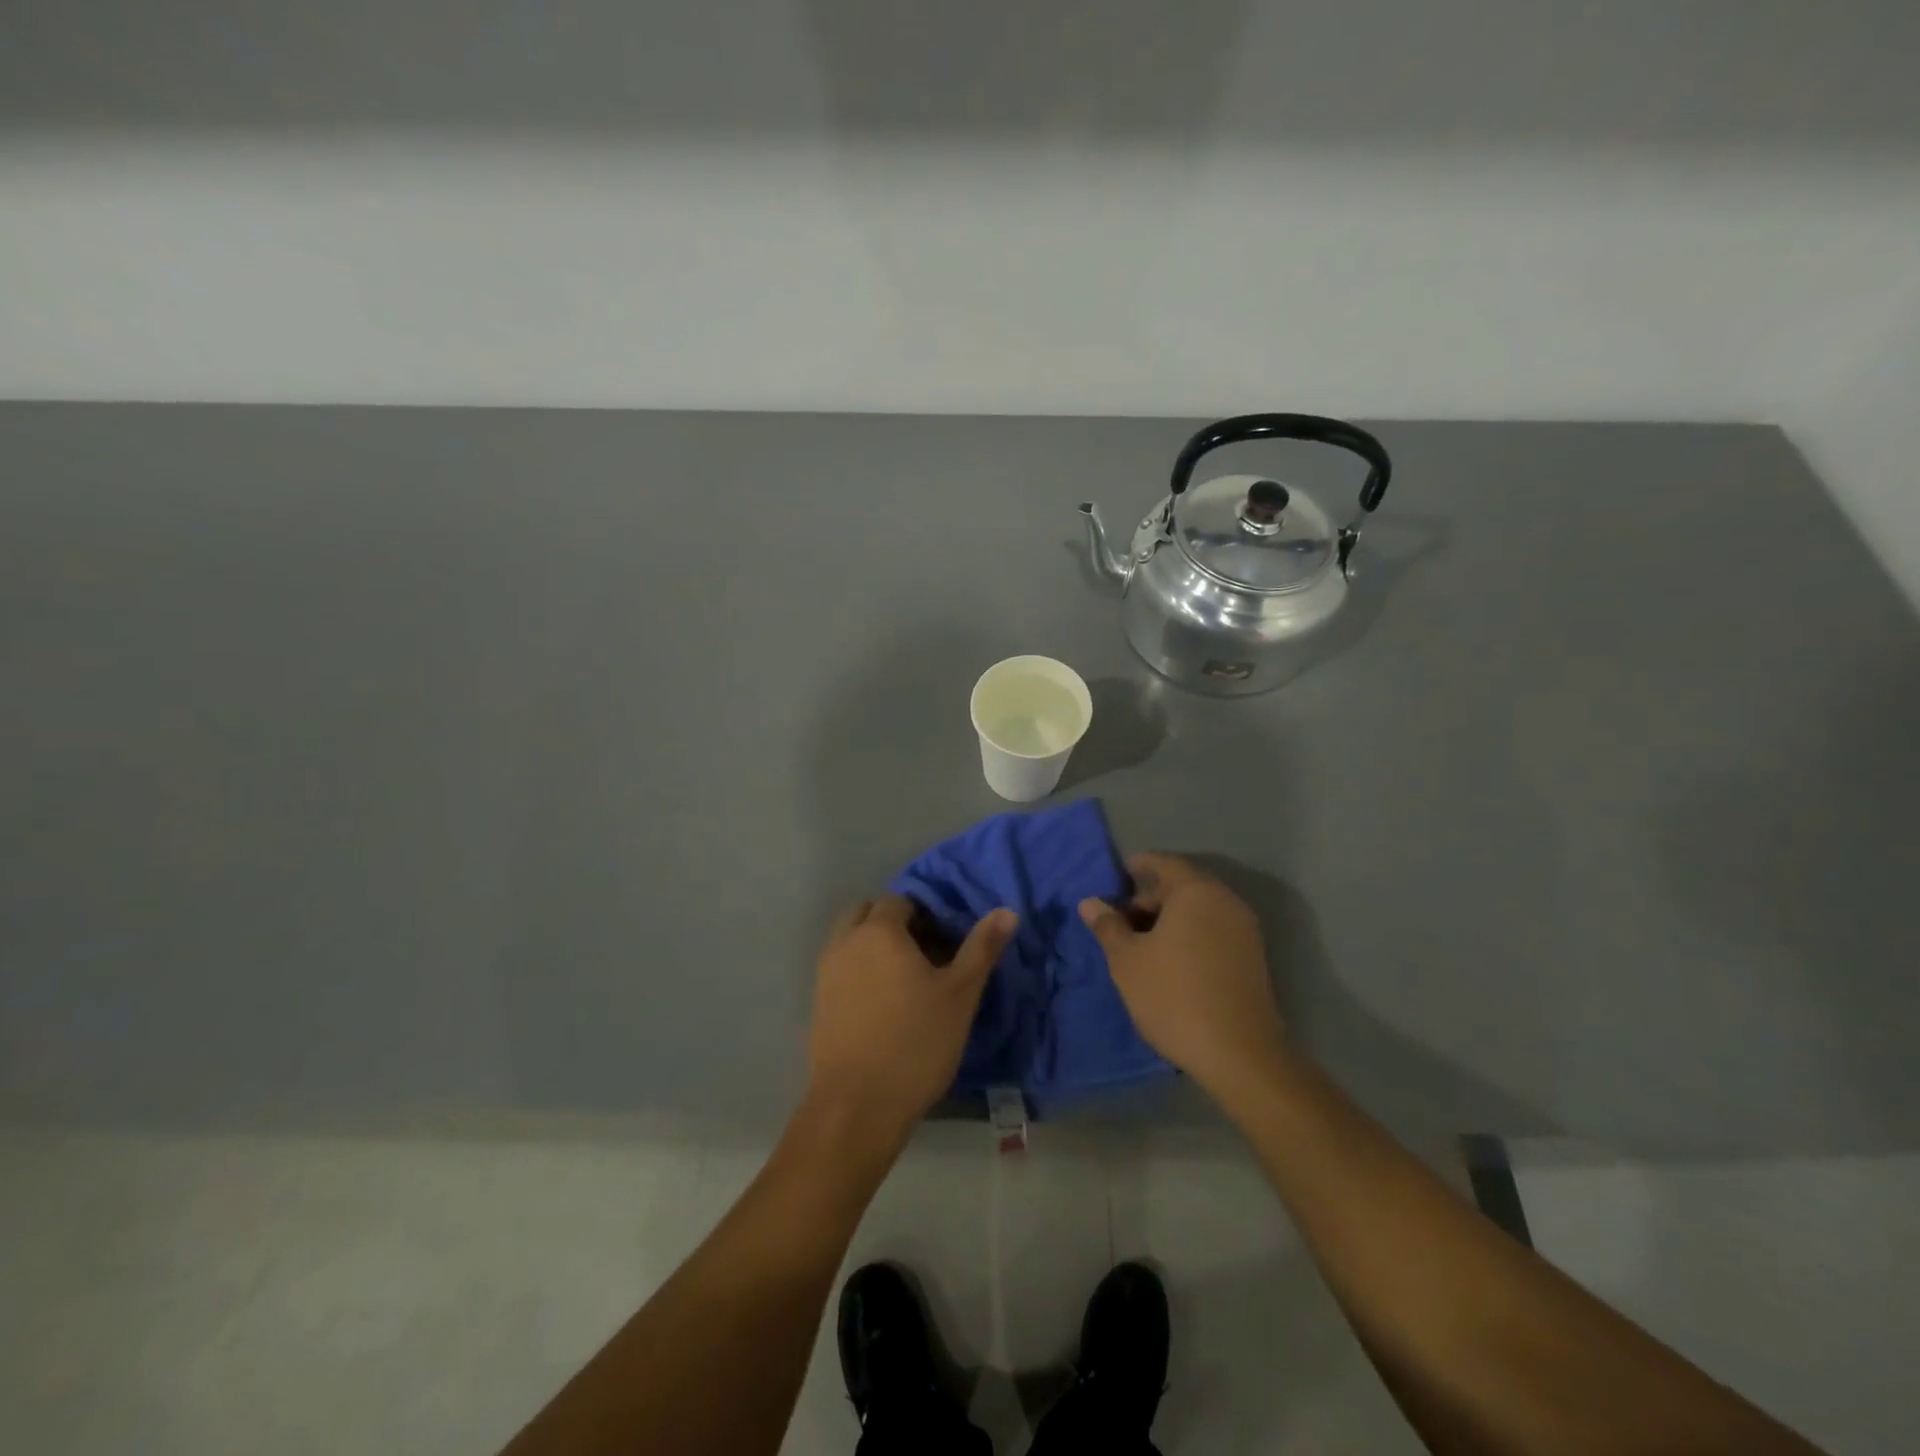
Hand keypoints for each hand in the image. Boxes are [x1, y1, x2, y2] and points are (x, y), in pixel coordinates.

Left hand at [806, 895, 1016, 1149]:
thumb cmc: (916, 1043)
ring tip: (907, 980)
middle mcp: (845, 942)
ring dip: (875, 945)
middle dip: (896, 923)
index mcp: (878, 931)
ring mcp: (826, 972)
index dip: (926, 914)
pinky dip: (860, 970)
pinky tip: (885, 1005)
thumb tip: (1007, 911)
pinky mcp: (818, 1002)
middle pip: (869, 913)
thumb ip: (982, 947)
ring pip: (851, 939)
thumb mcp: (961, 994)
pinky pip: (841, 967)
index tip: (946, 942)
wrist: (857, 1107)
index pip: (900, 901)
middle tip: (926, 955)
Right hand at [1079, 853, 1287, 1101]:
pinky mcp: (1253, 957)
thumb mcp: (1127, 960)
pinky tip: (1169, 960)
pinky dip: (1190, 933)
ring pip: (1200, 909)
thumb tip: (1090, 902)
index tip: (1117, 876)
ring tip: (1141, 943)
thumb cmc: (1173, 996)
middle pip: (1183, 885)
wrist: (1239, 1054)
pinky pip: (1214, 929)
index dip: (1138, 866)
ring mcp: (1244, 929)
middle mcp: (1226, 901)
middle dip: (1150, 896)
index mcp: (1196, 892)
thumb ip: (1108, 926)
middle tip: (1121, 919)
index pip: (1164, 863)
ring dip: (1170, 918)